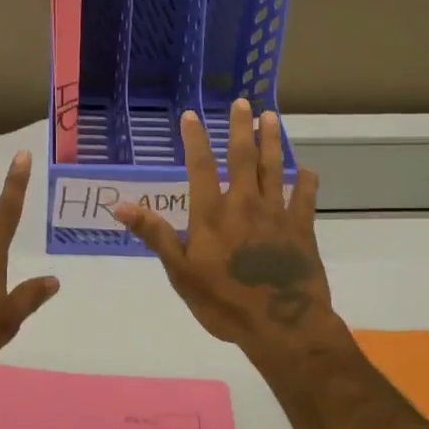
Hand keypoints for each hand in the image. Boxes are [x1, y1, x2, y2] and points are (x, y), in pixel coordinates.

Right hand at [114, 99, 333, 353]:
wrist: (281, 326)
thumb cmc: (224, 302)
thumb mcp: (180, 272)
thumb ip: (155, 235)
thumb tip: (120, 205)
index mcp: (212, 213)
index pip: (201, 166)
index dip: (195, 139)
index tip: (192, 115)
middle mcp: (245, 204)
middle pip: (243, 157)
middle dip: (241, 128)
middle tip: (243, 102)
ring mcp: (276, 214)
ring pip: (275, 169)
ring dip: (272, 141)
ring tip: (271, 117)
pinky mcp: (302, 229)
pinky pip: (305, 199)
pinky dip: (307, 182)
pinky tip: (308, 169)